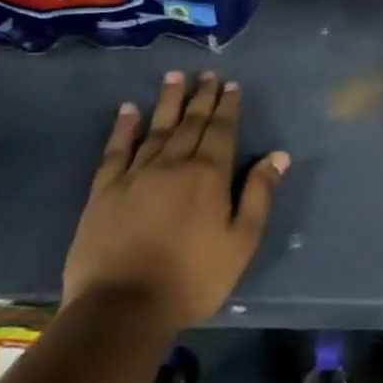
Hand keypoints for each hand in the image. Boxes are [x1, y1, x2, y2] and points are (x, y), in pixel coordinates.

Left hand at [62, 71, 288, 331]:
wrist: (121, 308)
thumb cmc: (193, 277)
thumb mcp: (241, 240)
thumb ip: (259, 194)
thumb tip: (278, 155)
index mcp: (209, 175)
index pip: (222, 131)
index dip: (228, 106)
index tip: (232, 84)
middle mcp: (173, 165)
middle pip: (190, 123)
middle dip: (201, 97)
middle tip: (207, 74)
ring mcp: (135, 176)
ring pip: (156, 129)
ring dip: (167, 102)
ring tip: (174, 77)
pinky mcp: (104, 192)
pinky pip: (116, 151)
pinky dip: (124, 128)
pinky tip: (128, 111)